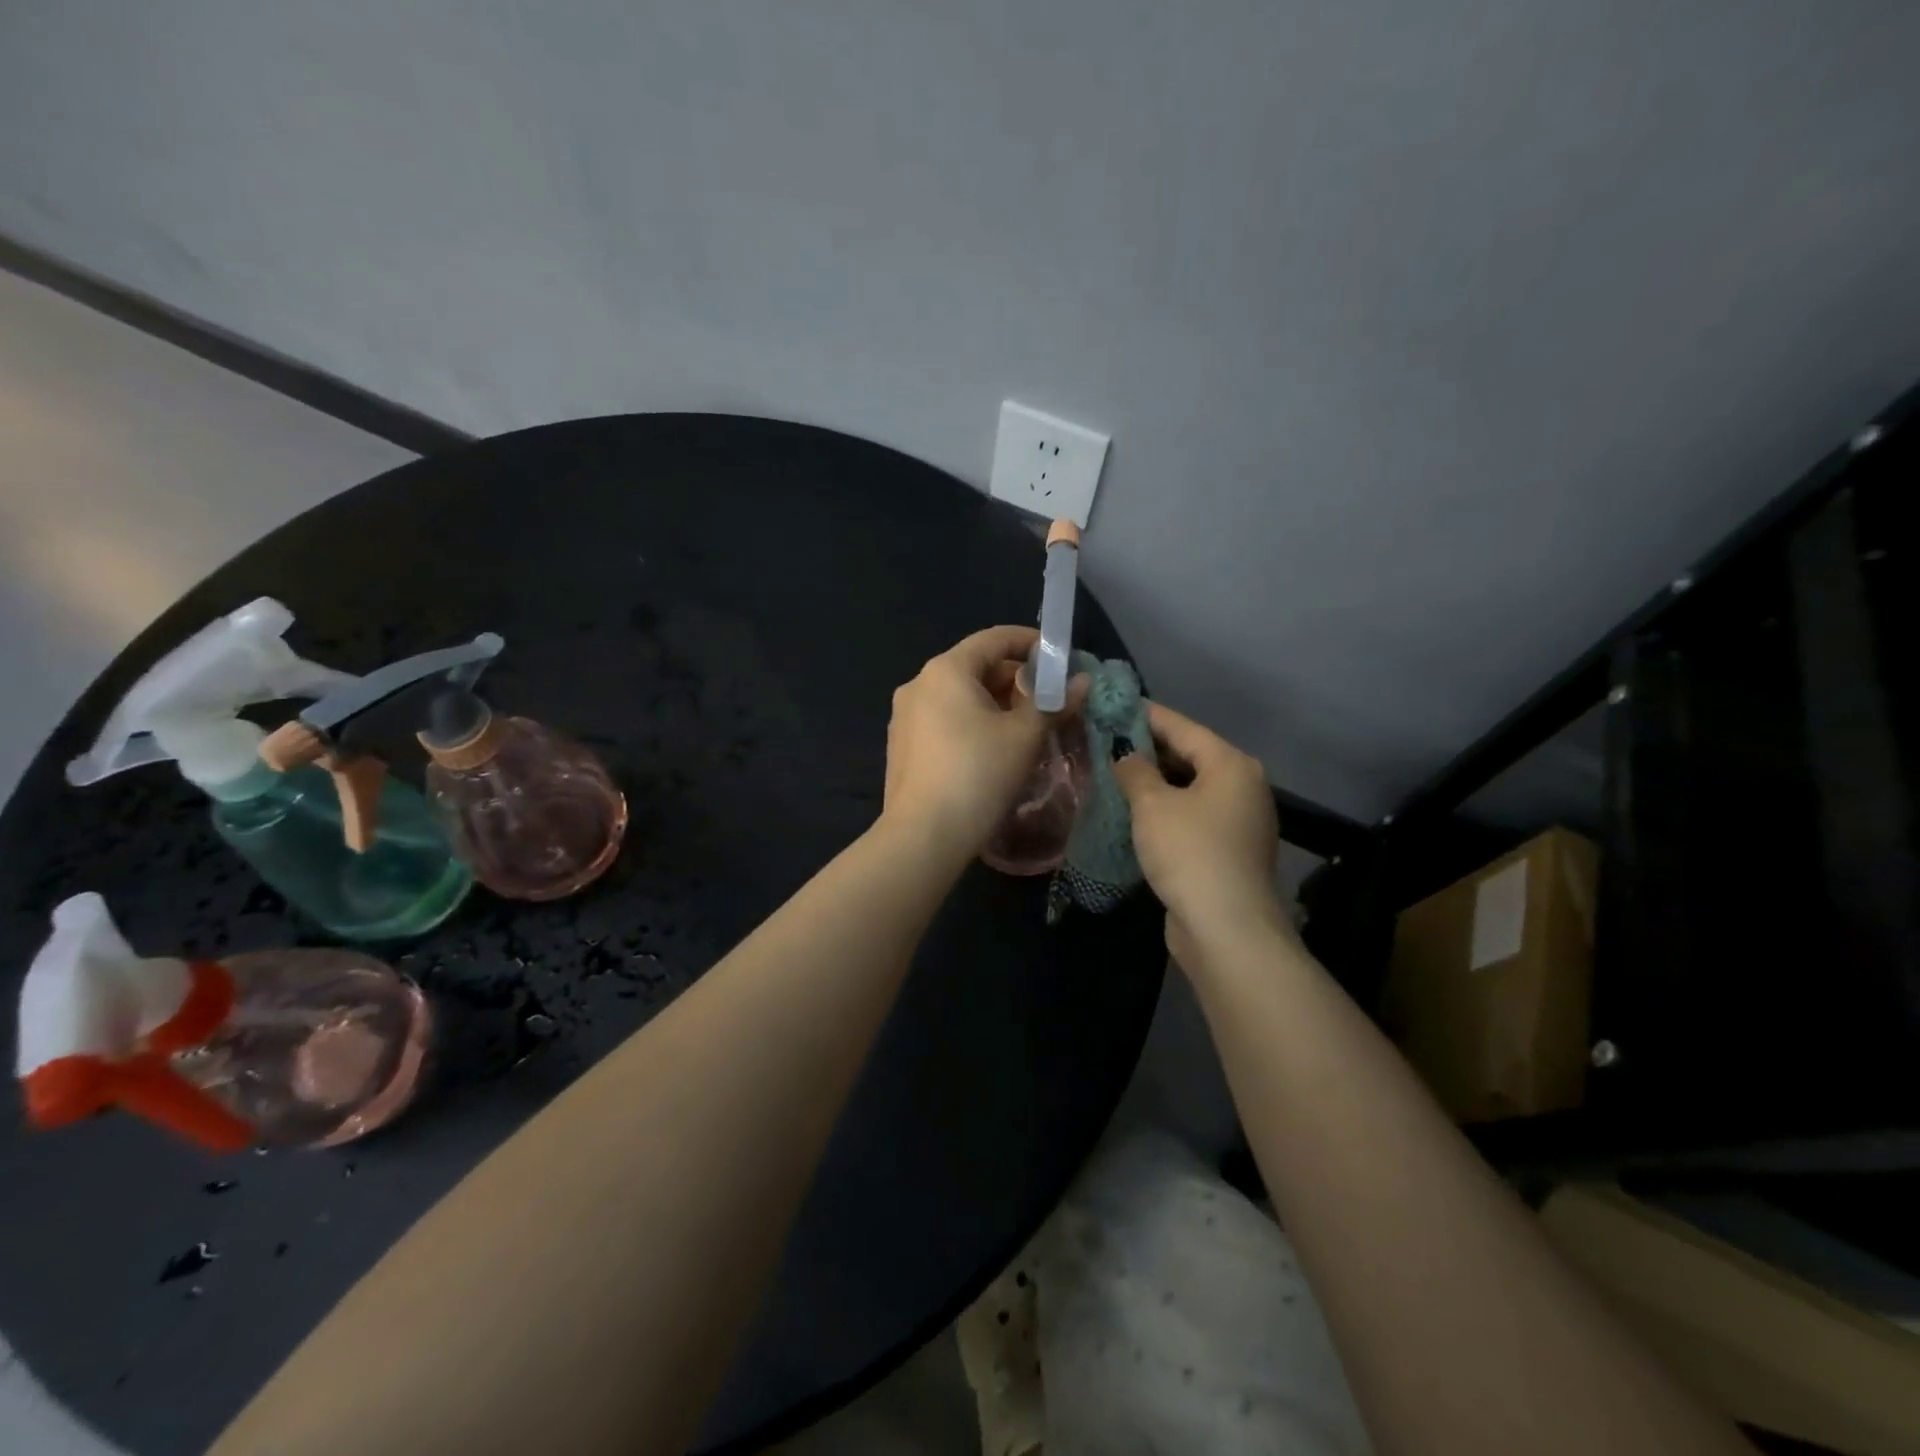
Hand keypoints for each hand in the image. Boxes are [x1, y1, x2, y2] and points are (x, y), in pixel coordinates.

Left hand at [881, 626, 1079, 859]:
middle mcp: (918, 684)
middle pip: (975, 667)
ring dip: (996, 705)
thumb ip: (1053, 703)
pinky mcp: (903, 747)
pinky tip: (994, 751)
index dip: (1031, 642)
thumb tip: (1081, 683)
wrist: (923, 837)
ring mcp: (905, 717)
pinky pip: (944, 721)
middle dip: (1016, 680)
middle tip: (1050, 702)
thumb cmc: (978, 774)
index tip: (1060, 659)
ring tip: (1028, 729)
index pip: (994, 638)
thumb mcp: (1025, 736)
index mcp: (945, 670)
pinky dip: (973, 724)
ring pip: (960, 697)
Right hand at [1113, 702, 1289, 968]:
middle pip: (1189, 756)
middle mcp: (1242, 786)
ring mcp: (1239, 821)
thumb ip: (1135, 771)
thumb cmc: (1189, 852)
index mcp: (1231, 765)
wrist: (1226, 929)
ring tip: (1113, 774)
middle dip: (1148, 749)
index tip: (1113, 705)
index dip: (1146, 715)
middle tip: (1106, 740)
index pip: (1182, 727)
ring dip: (1155, 783)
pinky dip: (1166, 810)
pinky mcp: (1228, 850)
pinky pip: (1192, 816)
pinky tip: (1134, 813)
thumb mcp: (1153, 805)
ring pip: (1190, 788)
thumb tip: (1125, 756)